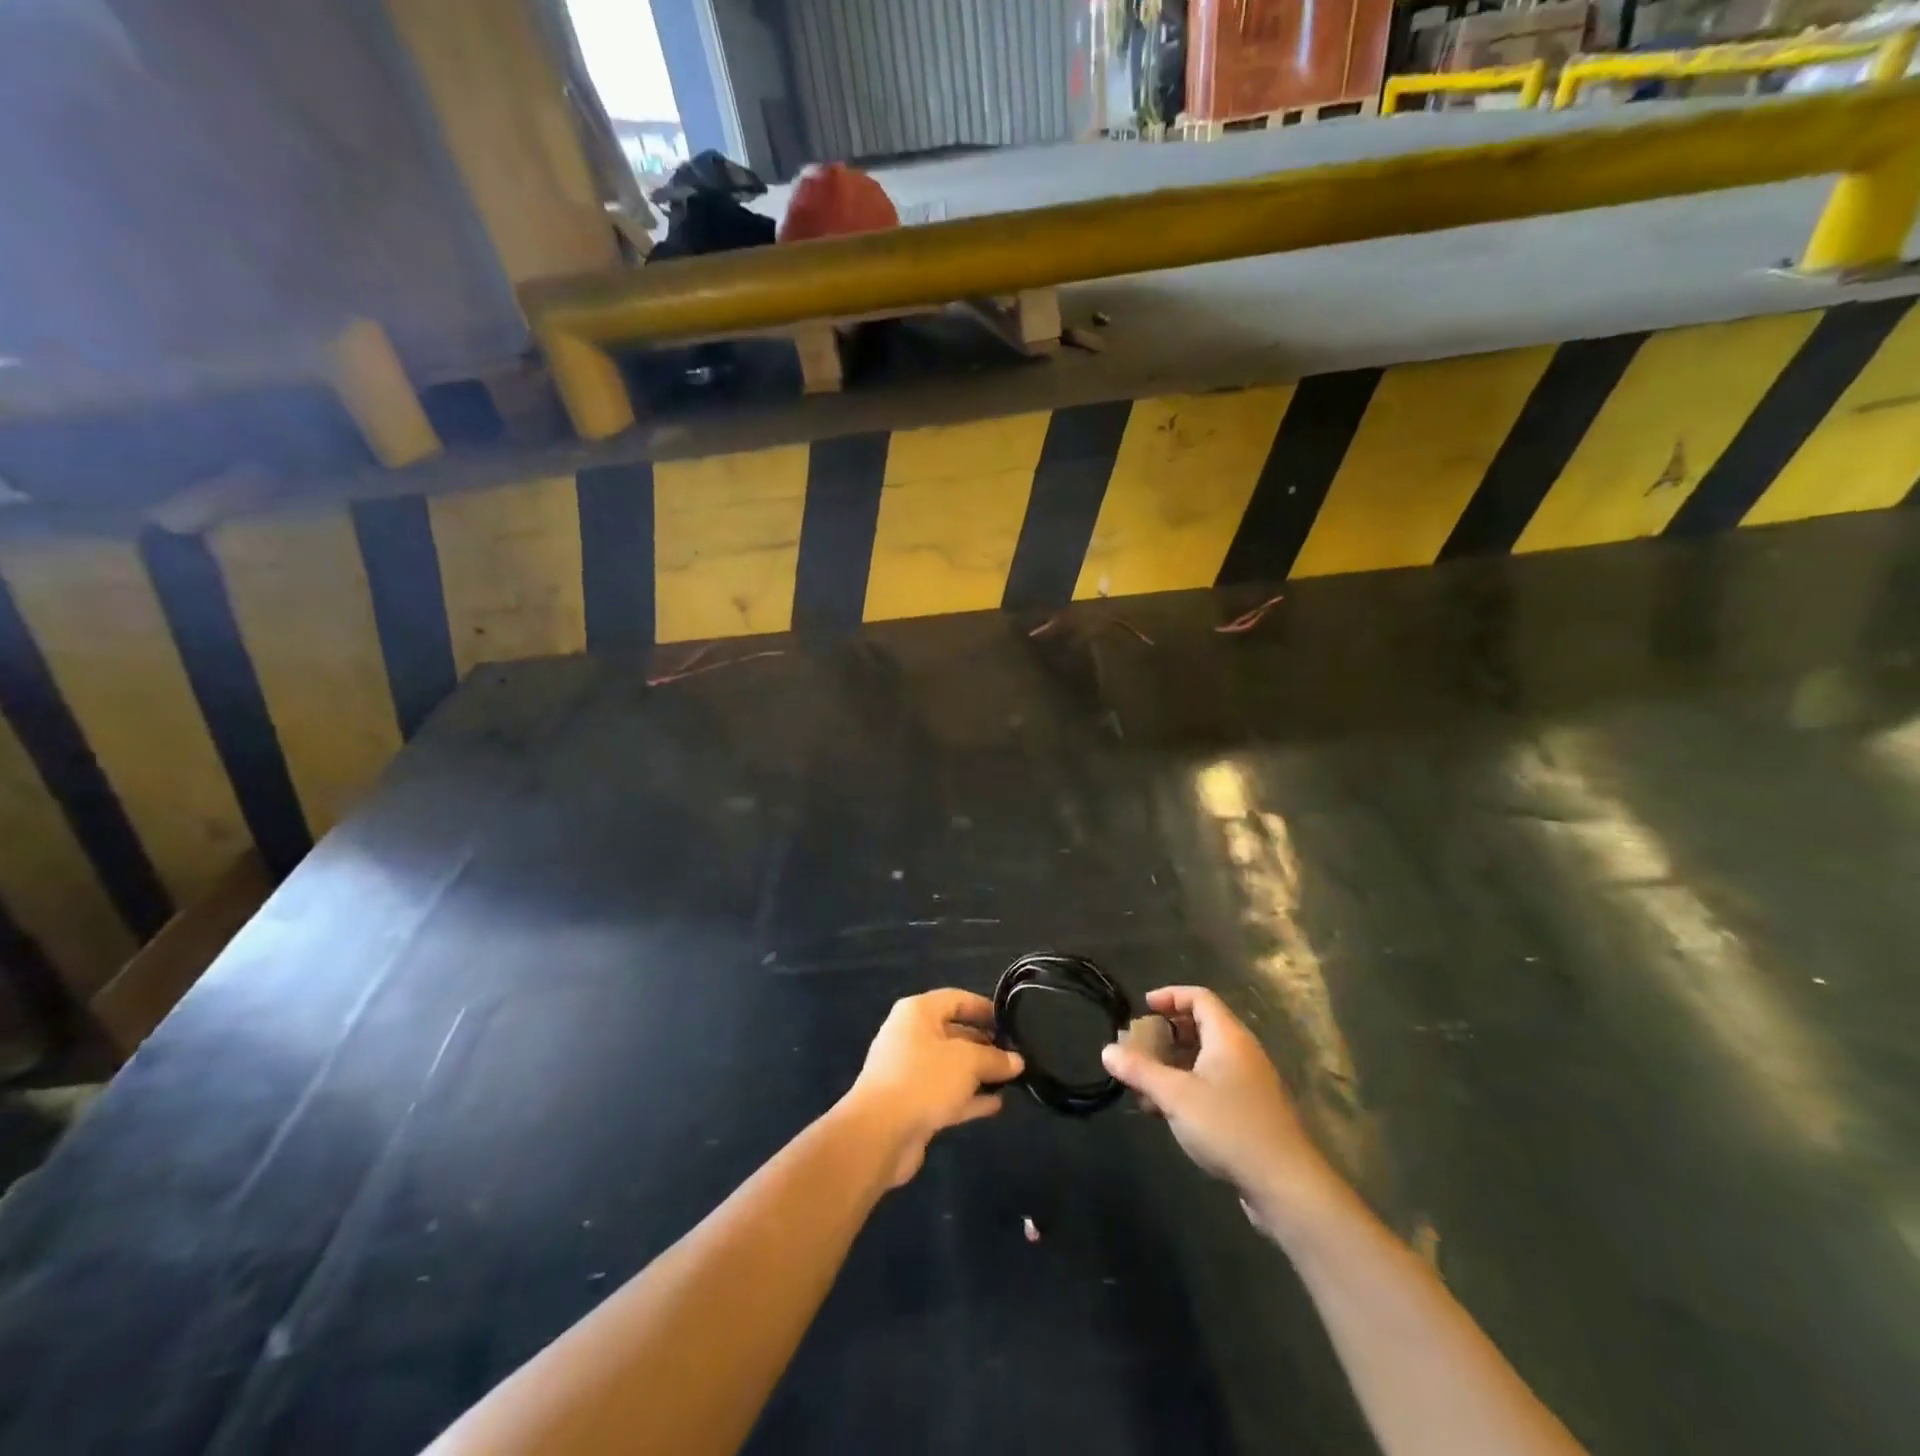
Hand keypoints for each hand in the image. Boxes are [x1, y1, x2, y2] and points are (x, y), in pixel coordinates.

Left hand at [841, 989, 1023, 1187]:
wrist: (879, 1134)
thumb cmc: (923, 1080)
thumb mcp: (967, 1062)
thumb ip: (994, 1058)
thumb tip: (1017, 1060)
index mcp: (917, 1012)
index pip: (956, 999)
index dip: (984, 1008)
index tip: (1011, 1022)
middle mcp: (911, 1036)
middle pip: (954, 1033)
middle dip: (985, 1044)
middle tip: (1016, 1054)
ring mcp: (909, 1071)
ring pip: (951, 1066)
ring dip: (978, 1073)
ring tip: (1012, 1078)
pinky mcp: (911, 1103)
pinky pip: (946, 1093)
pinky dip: (968, 1097)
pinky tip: (995, 1104)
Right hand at [1102, 987, 1344, 1236]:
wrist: (1285, 1184)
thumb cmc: (1229, 1127)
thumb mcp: (1175, 1096)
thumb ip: (1140, 1071)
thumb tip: (1107, 1050)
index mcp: (1228, 1037)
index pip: (1199, 998)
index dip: (1170, 996)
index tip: (1143, 1007)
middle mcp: (1242, 1052)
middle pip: (1201, 1026)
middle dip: (1167, 1034)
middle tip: (1139, 1045)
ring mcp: (1250, 1082)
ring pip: (1206, 1059)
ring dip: (1174, 1065)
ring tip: (1145, 1084)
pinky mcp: (1251, 1111)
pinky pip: (1214, 1084)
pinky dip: (1188, 1086)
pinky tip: (1168, 1112)